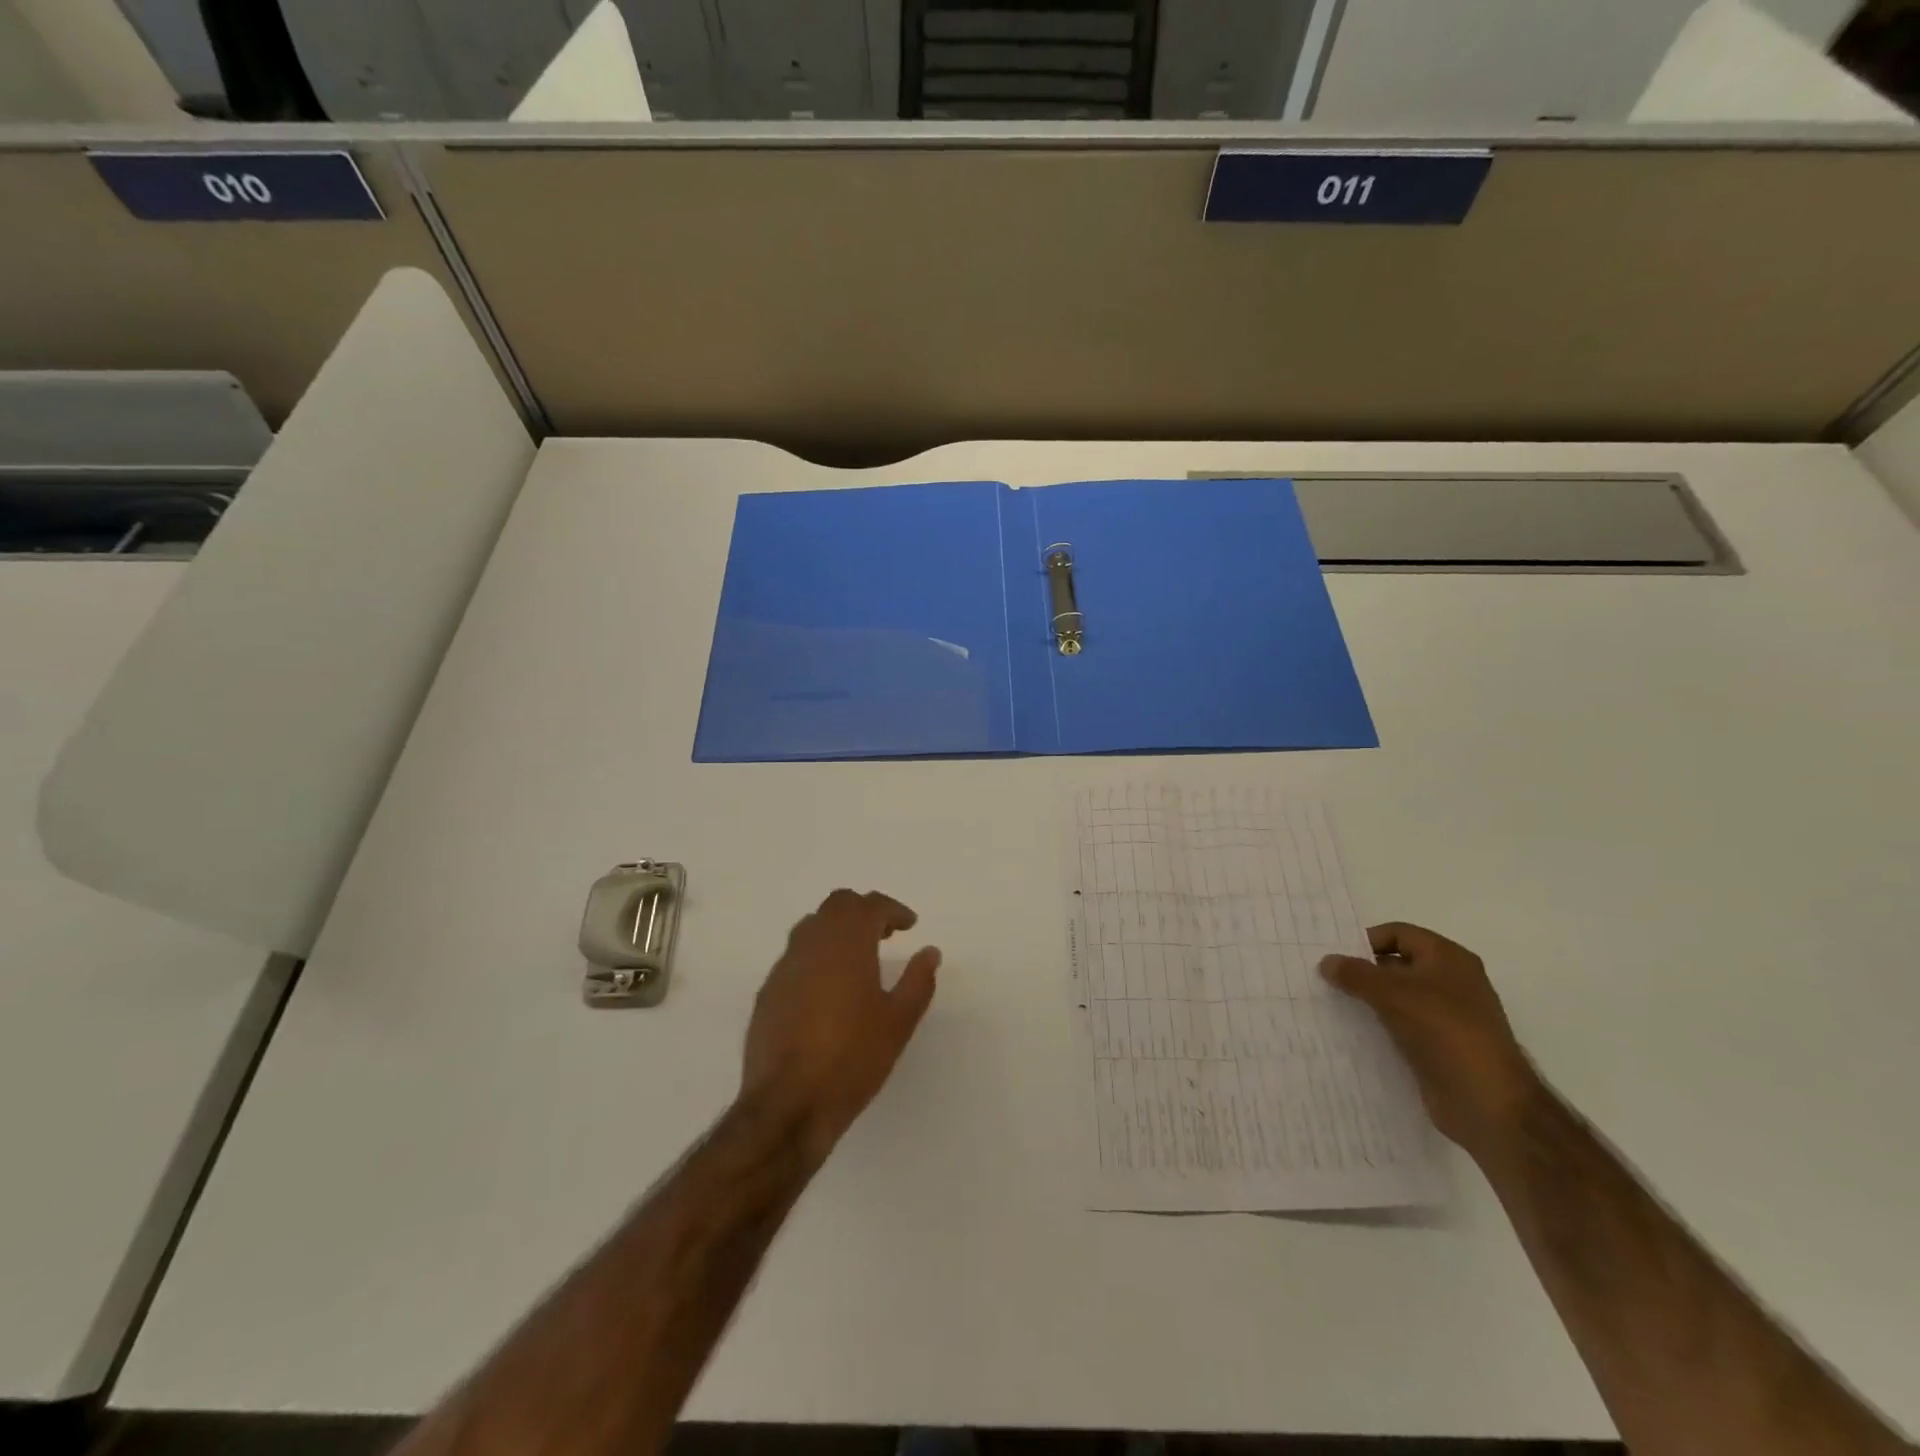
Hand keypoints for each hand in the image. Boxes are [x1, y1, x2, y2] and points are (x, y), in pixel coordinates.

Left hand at [741, 890, 941, 1161]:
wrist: (788, 1104)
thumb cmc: (852, 1058)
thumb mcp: (899, 1022)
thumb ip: (918, 981)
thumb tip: (929, 952)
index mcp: (847, 943)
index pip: (869, 905)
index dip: (892, 909)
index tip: (909, 925)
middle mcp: (812, 944)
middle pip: (837, 906)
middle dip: (863, 911)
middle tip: (885, 934)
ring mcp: (785, 967)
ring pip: (812, 926)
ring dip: (837, 930)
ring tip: (857, 958)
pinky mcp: (768, 992)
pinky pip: (796, 956)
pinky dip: (817, 956)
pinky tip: (828, 989)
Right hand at [1320, 922, 1541, 1159]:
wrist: (1488, 1102)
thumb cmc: (1444, 1031)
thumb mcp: (1393, 994)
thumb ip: (1355, 974)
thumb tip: (1326, 961)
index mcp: (1448, 958)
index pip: (1398, 933)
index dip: (1366, 940)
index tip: (1334, 957)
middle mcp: (1450, 982)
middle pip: (1396, 964)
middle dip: (1362, 970)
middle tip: (1326, 979)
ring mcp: (1447, 1016)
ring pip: (1397, 997)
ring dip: (1367, 999)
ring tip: (1332, 1003)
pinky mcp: (1440, 1046)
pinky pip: (1401, 1024)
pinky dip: (1379, 1024)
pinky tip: (1352, 1031)